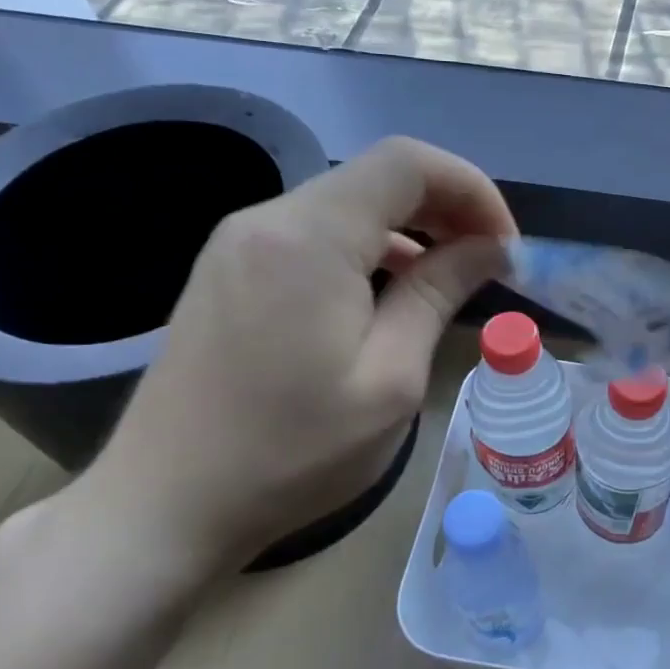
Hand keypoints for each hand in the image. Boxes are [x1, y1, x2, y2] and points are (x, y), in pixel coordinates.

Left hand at [72, 137, 515, 574]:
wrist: (165, 505)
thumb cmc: (292, 452)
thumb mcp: (391, 379)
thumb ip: (439, 294)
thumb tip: (491, 248)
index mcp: (310, 236)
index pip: (408, 163)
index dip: (472, 189)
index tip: (505, 247)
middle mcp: (269, 218)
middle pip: (377, 176)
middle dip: (447, 206)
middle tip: (489, 262)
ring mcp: (240, 242)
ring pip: (347, 204)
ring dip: (409, 229)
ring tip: (448, 279)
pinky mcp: (229, 270)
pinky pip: (315, 235)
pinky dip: (368, 249)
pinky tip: (388, 294)